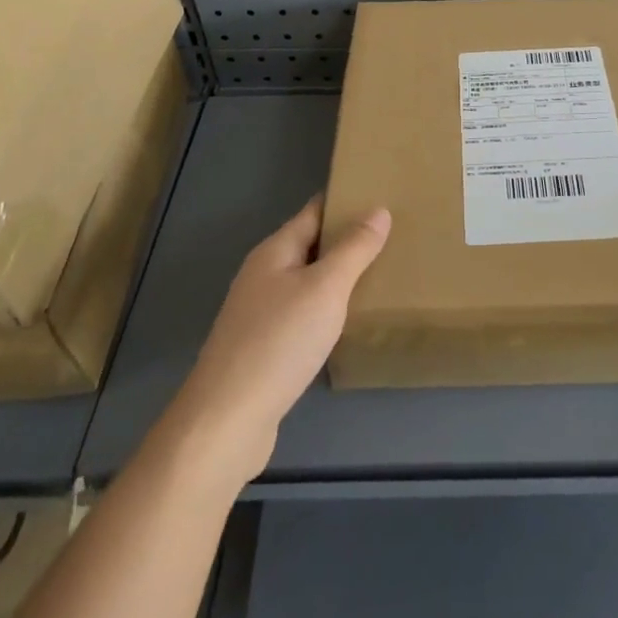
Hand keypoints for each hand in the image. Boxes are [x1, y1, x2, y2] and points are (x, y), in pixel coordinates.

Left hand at [166, 196, 390, 485]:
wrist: (225, 422)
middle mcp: (263, 276)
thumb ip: (354, 249)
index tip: (380, 195)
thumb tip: (378, 210)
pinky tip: (346, 323)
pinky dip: (326, 311)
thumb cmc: (279, 342)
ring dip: (337, 277)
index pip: (314, 212)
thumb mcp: (326, 288)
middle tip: (392, 236)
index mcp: (274, 252)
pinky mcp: (262, 349)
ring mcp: (258, 314)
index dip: (344, 201)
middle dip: (345, 240)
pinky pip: (301, 315)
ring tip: (379, 276)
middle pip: (309, 246)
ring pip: (306, 282)